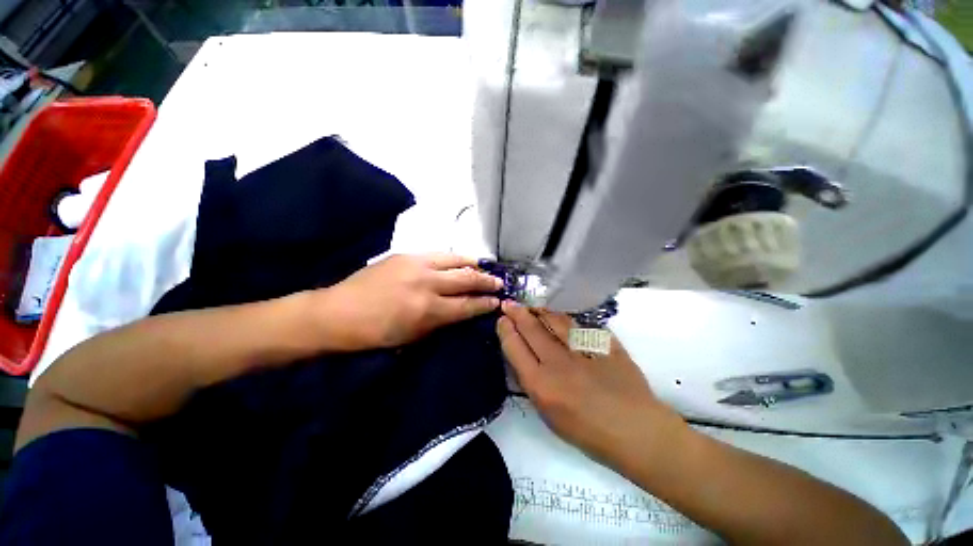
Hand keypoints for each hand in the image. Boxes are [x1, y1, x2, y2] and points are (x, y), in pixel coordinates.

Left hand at [315, 254, 501, 350]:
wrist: (338, 312)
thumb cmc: (375, 333)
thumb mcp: (413, 336)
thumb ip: (441, 320)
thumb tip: (462, 309)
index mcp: (428, 309)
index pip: (467, 305)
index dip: (485, 304)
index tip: (497, 301)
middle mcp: (427, 283)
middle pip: (466, 278)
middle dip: (486, 281)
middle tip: (499, 282)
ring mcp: (416, 264)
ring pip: (455, 259)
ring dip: (473, 264)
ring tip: (484, 266)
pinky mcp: (406, 254)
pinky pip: (438, 254)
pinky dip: (453, 258)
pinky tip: (458, 261)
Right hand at [496, 302, 683, 467]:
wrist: (635, 430)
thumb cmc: (588, 433)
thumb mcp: (549, 415)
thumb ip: (533, 382)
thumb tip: (525, 356)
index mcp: (540, 384)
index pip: (514, 347)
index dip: (505, 329)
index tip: (502, 320)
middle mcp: (557, 362)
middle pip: (530, 328)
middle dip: (516, 313)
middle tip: (509, 304)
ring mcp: (581, 349)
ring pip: (553, 320)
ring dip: (539, 311)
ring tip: (532, 307)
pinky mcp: (603, 342)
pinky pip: (578, 324)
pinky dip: (564, 319)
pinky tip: (559, 317)